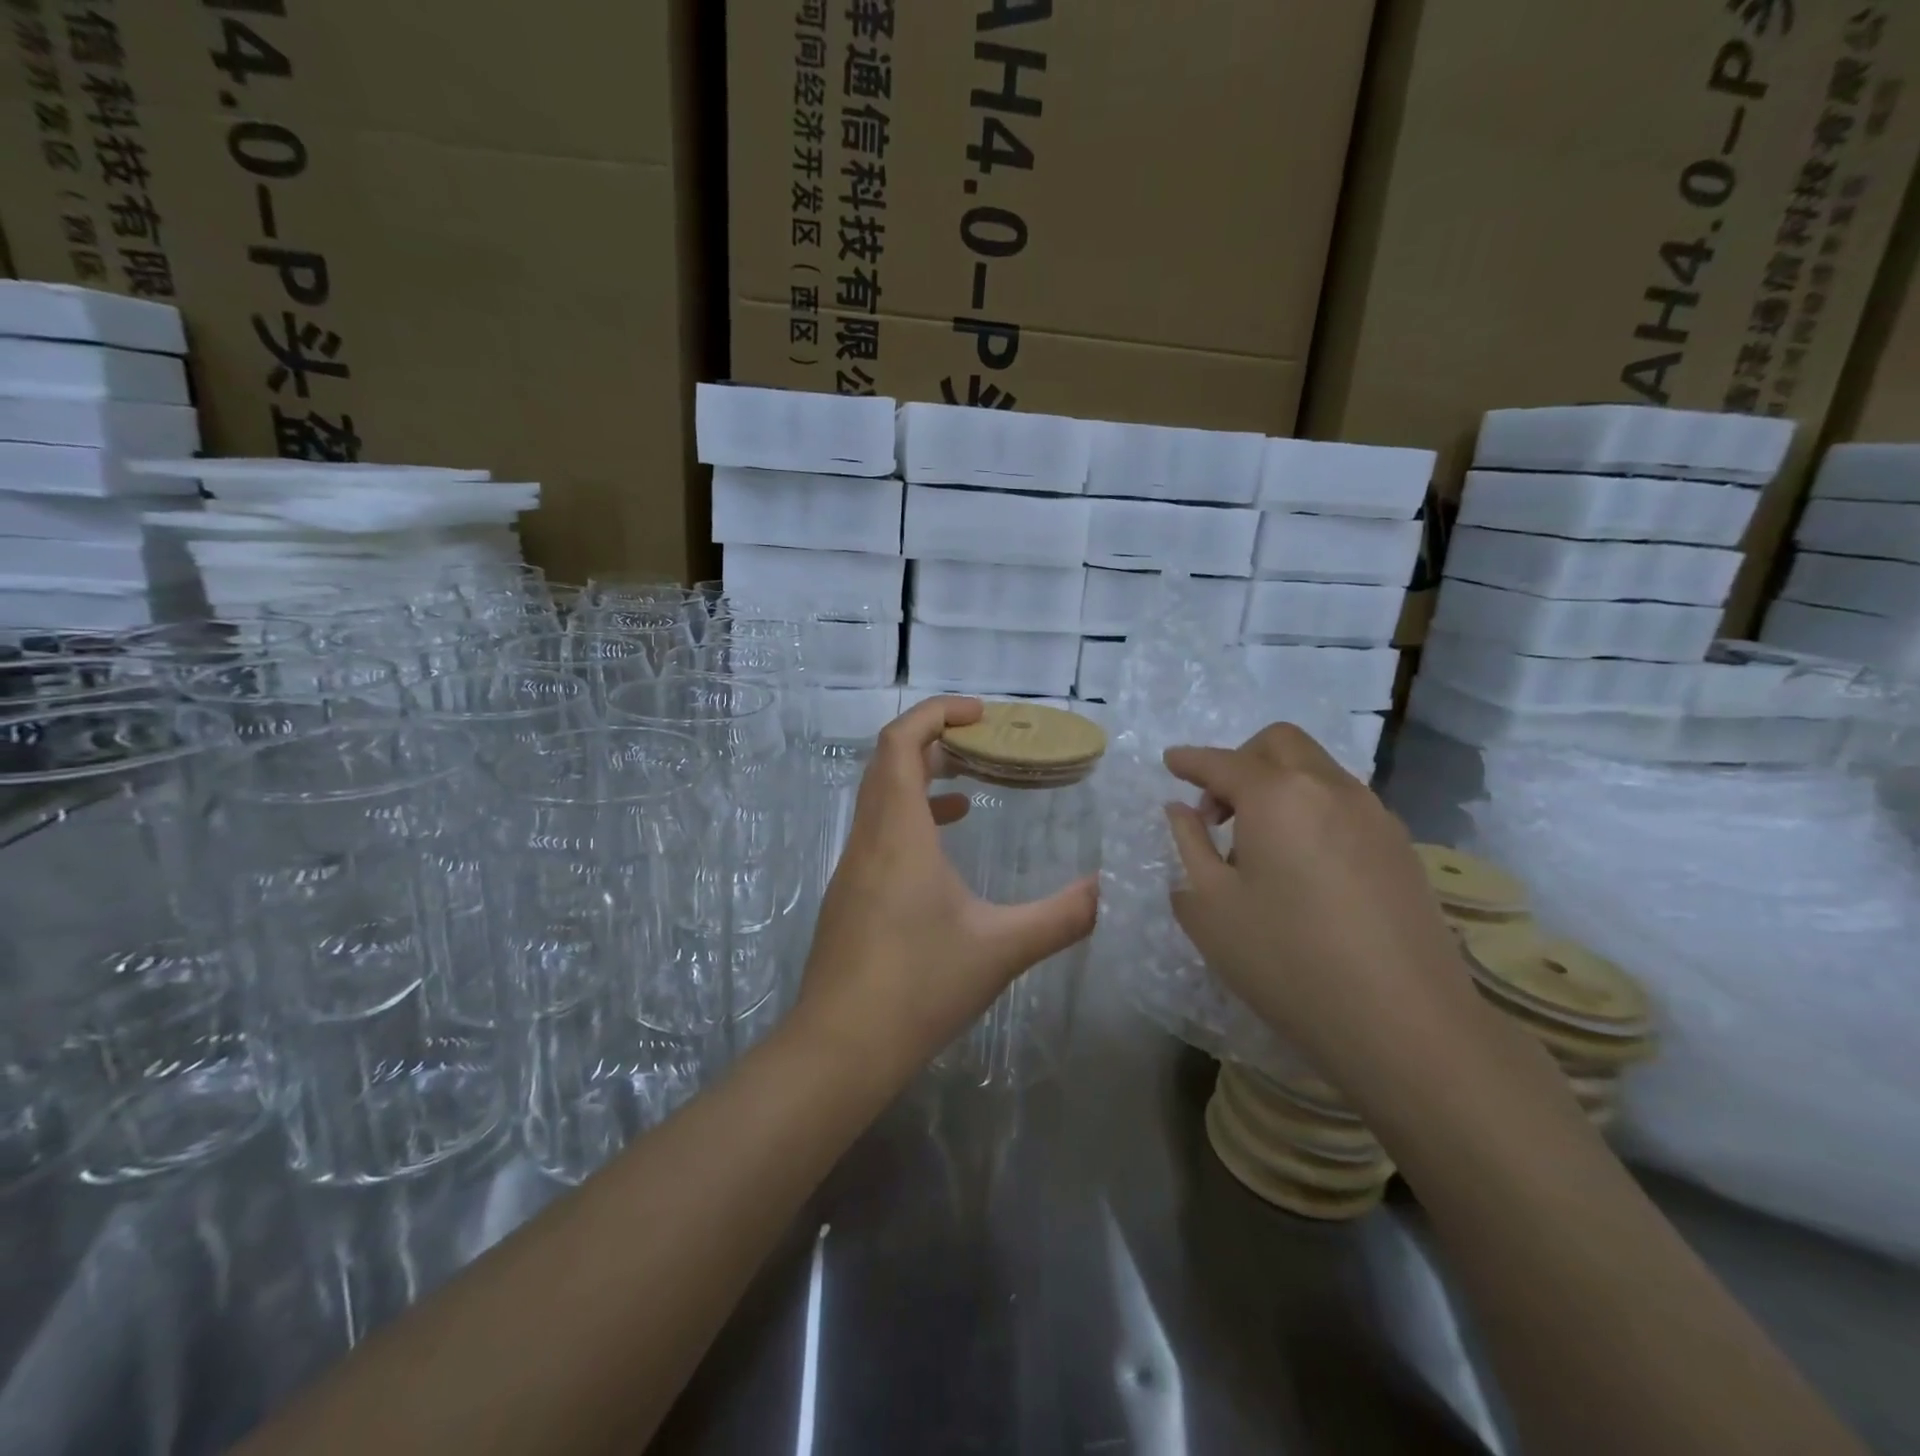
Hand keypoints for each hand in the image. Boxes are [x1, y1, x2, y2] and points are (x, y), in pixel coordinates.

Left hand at [792, 696, 1097, 1084]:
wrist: (839, 1049)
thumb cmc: (919, 986)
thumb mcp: (1001, 949)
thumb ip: (1063, 916)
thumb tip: (1110, 890)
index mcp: (898, 833)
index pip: (900, 742)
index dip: (936, 714)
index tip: (980, 714)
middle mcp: (867, 839)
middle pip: (888, 763)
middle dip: (935, 741)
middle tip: (985, 745)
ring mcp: (851, 869)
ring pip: (880, 799)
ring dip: (922, 781)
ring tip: (973, 787)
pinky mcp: (848, 897)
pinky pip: (878, 833)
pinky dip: (912, 821)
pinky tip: (945, 850)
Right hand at [1163, 723, 1483, 1099]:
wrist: (1405, 1024)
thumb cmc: (1287, 961)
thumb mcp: (1211, 908)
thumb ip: (1189, 846)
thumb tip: (1181, 811)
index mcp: (1277, 797)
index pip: (1223, 762)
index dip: (1190, 760)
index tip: (1170, 762)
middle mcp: (1329, 789)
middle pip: (1280, 744)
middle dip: (1240, 760)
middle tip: (1217, 810)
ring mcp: (1373, 815)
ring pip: (1316, 770)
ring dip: (1278, 785)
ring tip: (1258, 845)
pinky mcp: (1401, 846)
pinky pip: (1343, 804)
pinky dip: (1310, 810)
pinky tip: (1302, 866)